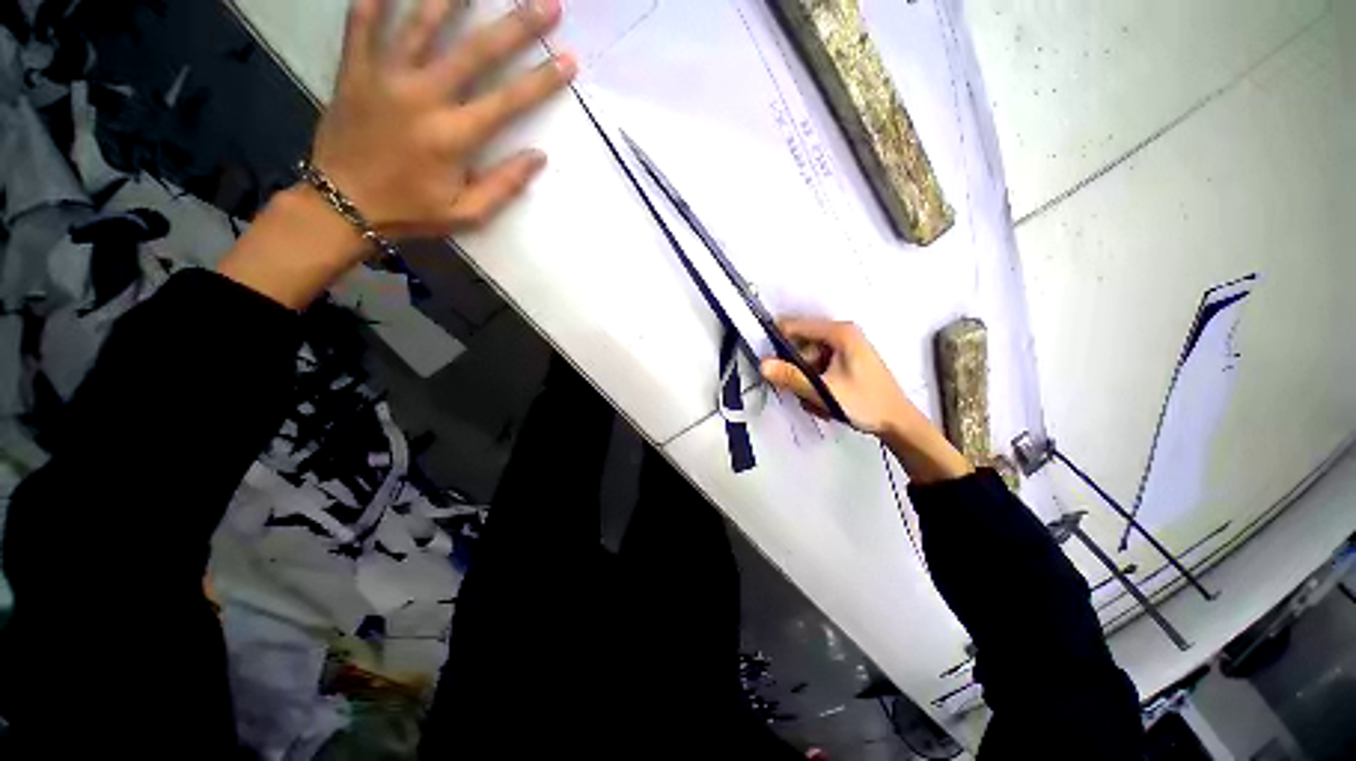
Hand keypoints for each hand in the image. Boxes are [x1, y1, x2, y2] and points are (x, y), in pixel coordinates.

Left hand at [220, 0, 575, 309]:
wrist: (341, 205)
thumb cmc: (411, 211)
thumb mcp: (466, 213)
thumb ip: (504, 185)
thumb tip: (538, 157)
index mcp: (453, 137)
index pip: (509, 101)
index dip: (542, 80)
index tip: (569, 59)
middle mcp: (423, 97)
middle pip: (475, 51)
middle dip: (516, 25)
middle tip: (546, 3)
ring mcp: (384, 77)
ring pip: (421, 23)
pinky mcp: (354, 70)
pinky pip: (362, 23)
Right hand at [760, 318, 913, 435]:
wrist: (898, 423)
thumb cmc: (864, 403)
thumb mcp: (824, 391)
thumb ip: (791, 377)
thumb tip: (762, 364)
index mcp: (839, 332)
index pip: (794, 326)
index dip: (778, 344)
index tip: (771, 367)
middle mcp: (842, 333)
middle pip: (800, 344)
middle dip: (795, 369)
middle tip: (799, 392)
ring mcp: (845, 347)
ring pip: (808, 358)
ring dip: (805, 380)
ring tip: (815, 401)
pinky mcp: (846, 360)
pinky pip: (818, 366)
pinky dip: (815, 383)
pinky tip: (823, 400)